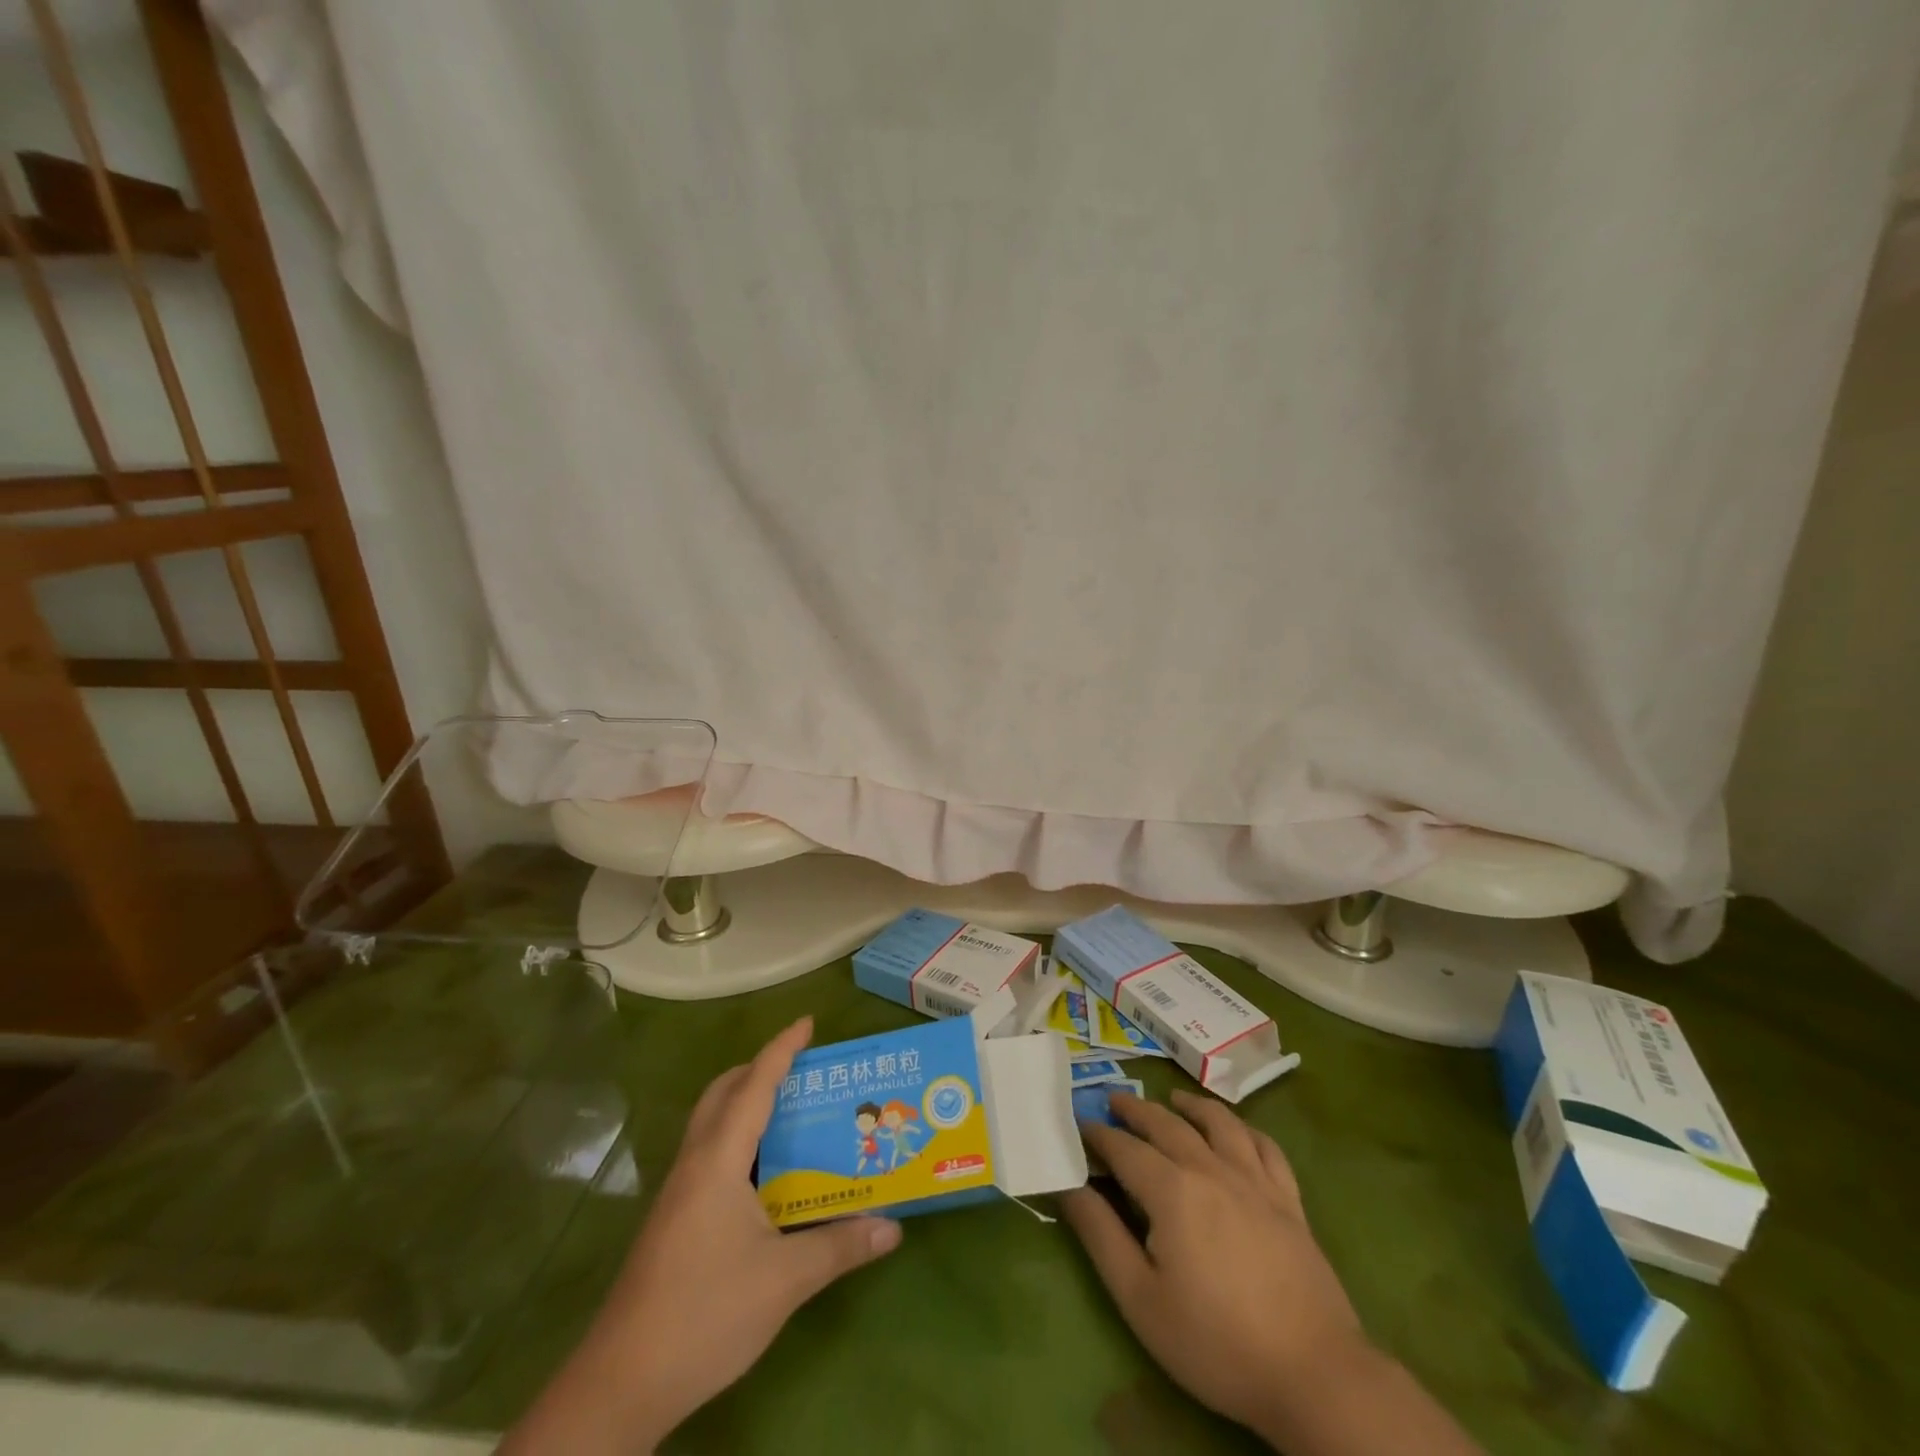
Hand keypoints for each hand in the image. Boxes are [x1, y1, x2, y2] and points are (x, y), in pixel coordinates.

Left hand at [501, 1017, 901, 1452]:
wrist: (622, 1384)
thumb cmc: (705, 1314)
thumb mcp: (785, 1280)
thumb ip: (840, 1246)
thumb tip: (893, 1227)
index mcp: (719, 1160)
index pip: (754, 1086)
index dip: (782, 1050)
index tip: (808, 1022)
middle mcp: (695, 1164)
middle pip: (722, 1093)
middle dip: (759, 1069)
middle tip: (802, 1070)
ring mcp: (678, 1192)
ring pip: (711, 1124)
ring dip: (745, 1103)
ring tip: (791, 1113)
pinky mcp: (673, 1220)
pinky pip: (709, 1154)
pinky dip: (738, 1139)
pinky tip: (765, 1175)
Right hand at [1061, 1089, 1362, 1433]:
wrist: (1314, 1374)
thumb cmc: (1216, 1341)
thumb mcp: (1140, 1298)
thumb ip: (1100, 1234)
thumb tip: (1068, 1185)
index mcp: (1171, 1189)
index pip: (1124, 1148)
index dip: (1098, 1134)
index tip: (1079, 1125)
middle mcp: (1210, 1169)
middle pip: (1166, 1124)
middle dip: (1135, 1109)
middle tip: (1114, 1099)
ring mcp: (1255, 1181)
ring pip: (1218, 1123)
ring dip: (1190, 1106)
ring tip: (1173, 1100)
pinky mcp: (1289, 1201)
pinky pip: (1265, 1147)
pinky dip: (1245, 1129)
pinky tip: (1237, 1131)